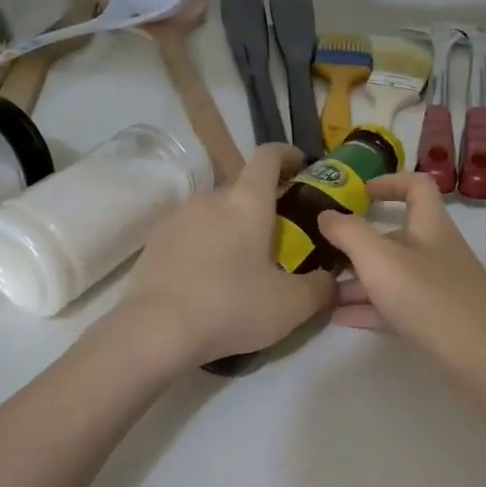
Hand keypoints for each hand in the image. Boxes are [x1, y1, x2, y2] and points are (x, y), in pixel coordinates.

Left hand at [119, 145, 335, 367]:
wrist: (156, 331)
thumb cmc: (232, 306)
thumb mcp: (291, 305)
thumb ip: (320, 287)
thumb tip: (330, 279)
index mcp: (246, 201)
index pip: (268, 157)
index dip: (287, 155)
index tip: (301, 166)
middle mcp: (210, 198)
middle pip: (241, 189)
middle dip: (263, 206)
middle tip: (280, 238)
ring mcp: (177, 217)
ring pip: (214, 213)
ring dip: (232, 228)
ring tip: (244, 263)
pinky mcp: (155, 242)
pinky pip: (190, 234)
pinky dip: (206, 246)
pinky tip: (211, 279)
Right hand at [318, 172, 485, 358]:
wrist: (484, 357)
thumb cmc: (430, 297)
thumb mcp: (380, 260)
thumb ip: (349, 234)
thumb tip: (326, 214)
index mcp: (430, 225)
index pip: (416, 186)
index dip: (388, 182)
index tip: (358, 192)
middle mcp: (436, 251)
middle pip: (396, 236)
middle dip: (358, 243)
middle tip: (323, 252)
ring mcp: (438, 287)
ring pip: (392, 275)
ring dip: (358, 280)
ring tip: (322, 290)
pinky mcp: (436, 320)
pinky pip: (396, 306)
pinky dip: (369, 308)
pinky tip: (339, 318)